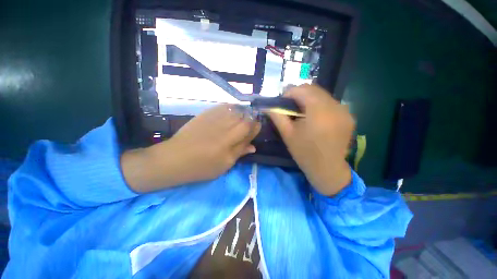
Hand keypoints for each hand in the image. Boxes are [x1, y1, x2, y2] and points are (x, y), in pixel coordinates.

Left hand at [122, 104, 260, 192]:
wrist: (175, 158)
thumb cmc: (202, 166)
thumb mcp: (224, 164)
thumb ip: (239, 152)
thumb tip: (253, 146)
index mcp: (230, 140)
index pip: (249, 127)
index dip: (256, 126)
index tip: (257, 128)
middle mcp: (224, 125)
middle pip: (244, 116)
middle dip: (250, 119)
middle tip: (250, 124)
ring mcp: (213, 118)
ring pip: (234, 110)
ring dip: (242, 112)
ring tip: (242, 117)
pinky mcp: (205, 115)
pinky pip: (222, 107)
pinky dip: (230, 108)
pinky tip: (231, 112)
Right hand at [269, 85, 354, 195]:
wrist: (327, 169)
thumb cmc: (304, 153)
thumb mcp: (287, 134)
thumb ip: (277, 116)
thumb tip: (268, 105)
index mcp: (319, 111)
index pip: (302, 89)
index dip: (289, 93)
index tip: (282, 104)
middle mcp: (335, 106)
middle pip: (314, 89)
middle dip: (299, 95)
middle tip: (290, 108)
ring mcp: (345, 111)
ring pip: (322, 95)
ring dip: (309, 99)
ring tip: (302, 113)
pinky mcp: (349, 116)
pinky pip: (331, 103)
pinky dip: (319, 105)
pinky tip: (315, 118)